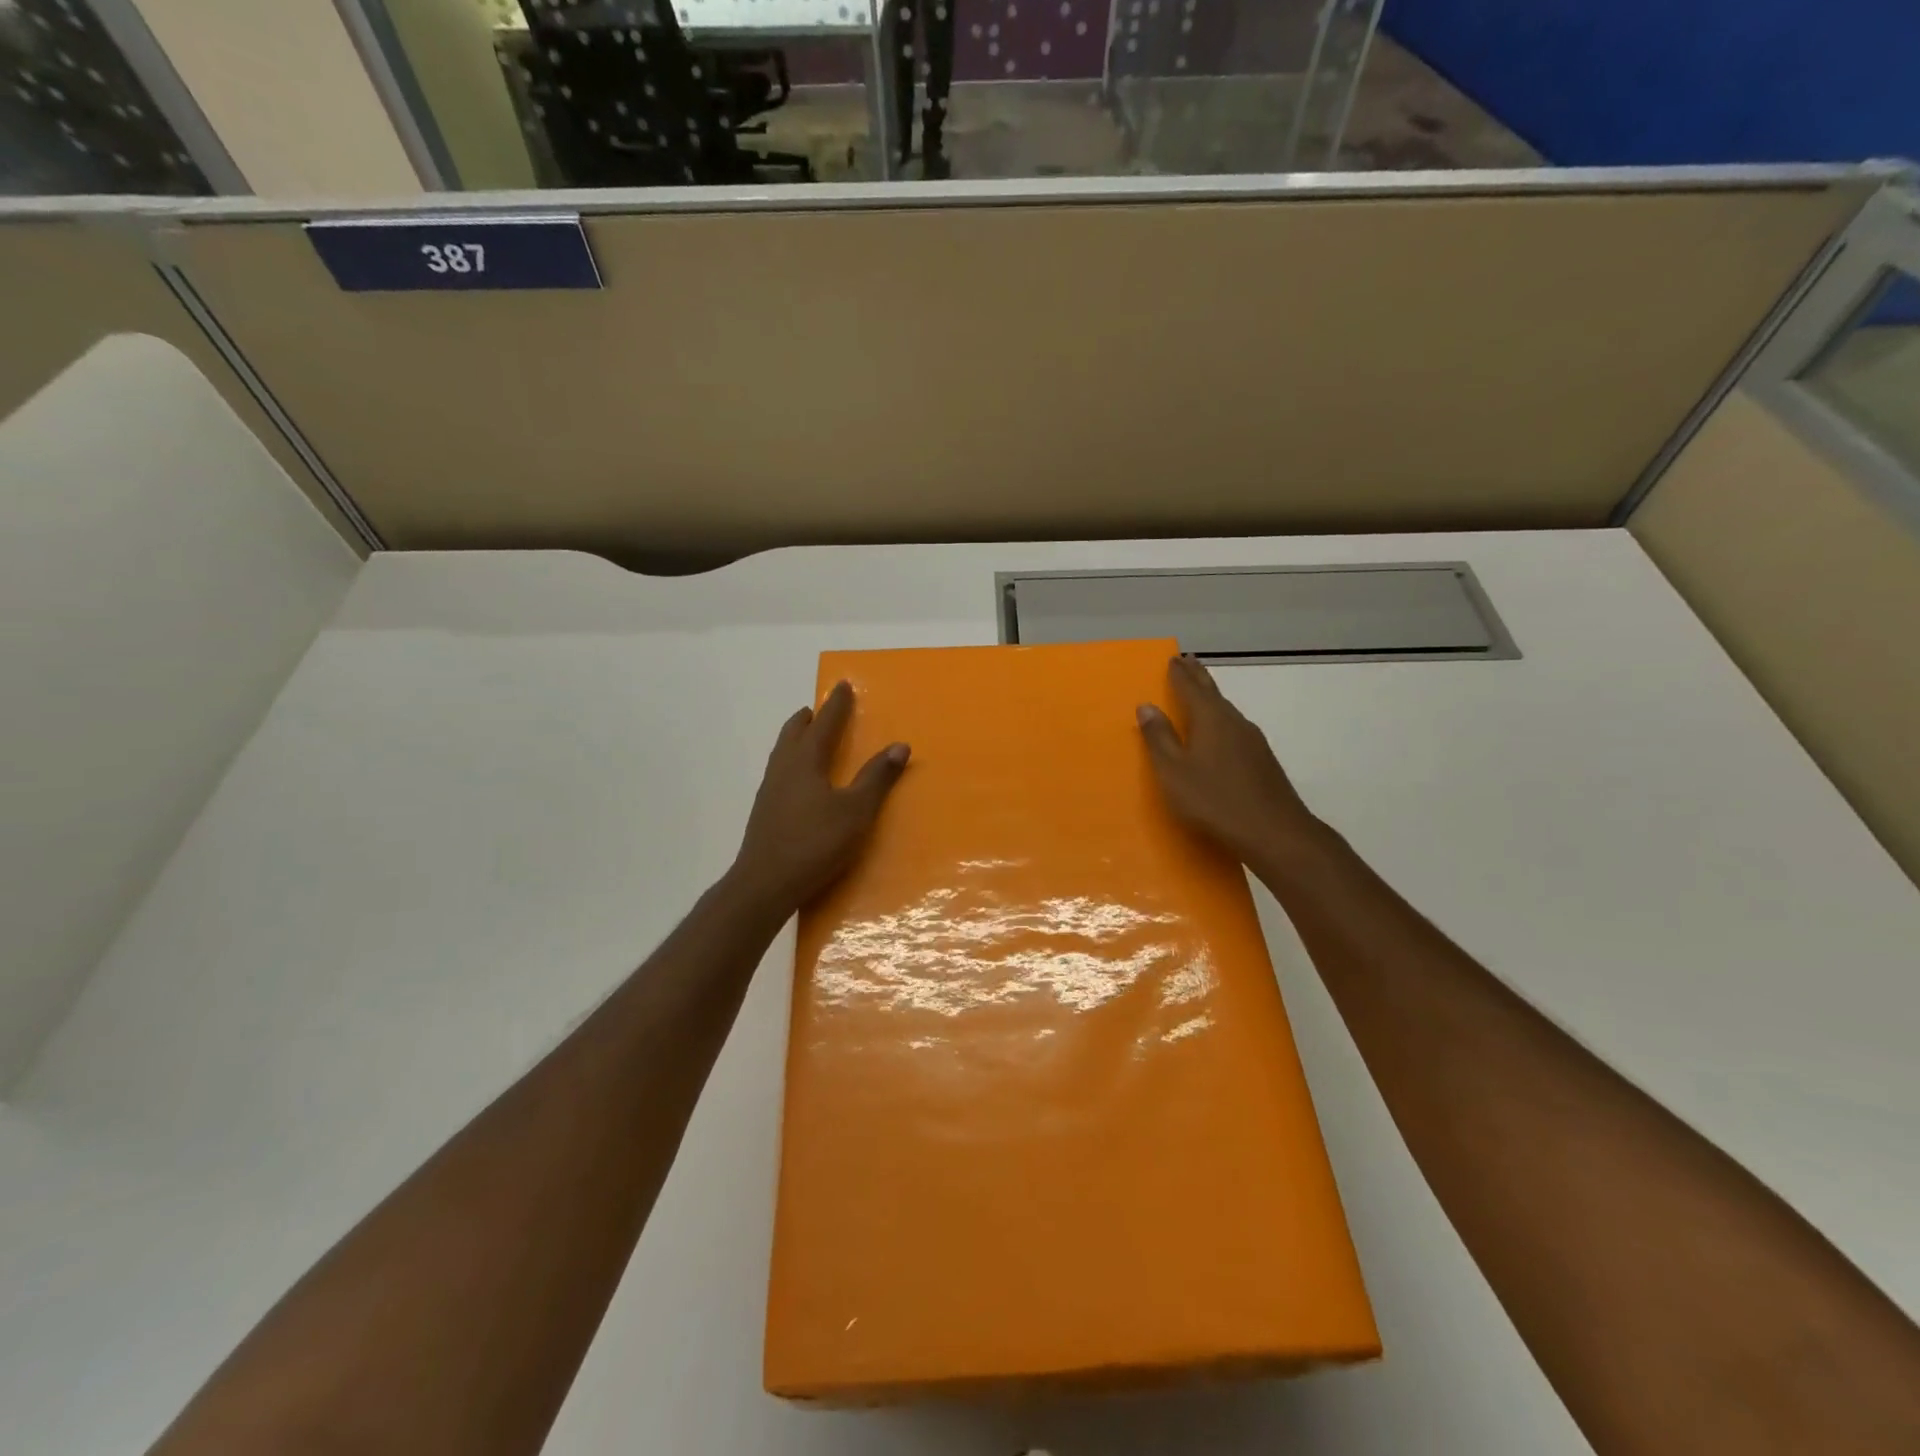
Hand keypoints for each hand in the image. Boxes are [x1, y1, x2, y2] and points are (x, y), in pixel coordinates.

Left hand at [729, 681, 909, 914]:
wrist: (765, 884)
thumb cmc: (815, 843)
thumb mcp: (856, 811)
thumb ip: (877, 778)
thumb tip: (900, 745)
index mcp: (805, 761)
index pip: (824, 723)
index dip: (836, 705)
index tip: (843, 686)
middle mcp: (783, 768)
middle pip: (793, 733)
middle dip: (808, 718)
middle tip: (819, 709)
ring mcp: (770, 790)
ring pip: (782, 752)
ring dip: (796, 738)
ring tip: (808, 738)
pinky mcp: (764, 812)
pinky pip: (779, 772)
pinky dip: (791, 761)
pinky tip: (798, 780)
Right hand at [1137, 655, 1324, 869]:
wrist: (1274, 831)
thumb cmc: (1214, 800)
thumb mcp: (1174, 771)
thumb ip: (1159, 738)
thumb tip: (1146, 706)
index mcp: (1210, 719)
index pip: (1190, 687)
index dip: (1179, 673)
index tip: (1172, 658)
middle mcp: (1234, 722)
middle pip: (1213, 692)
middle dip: (1198, 677)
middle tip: (1187, 661)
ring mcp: (1253, 740)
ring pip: (1226, 710)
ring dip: (1211, 698)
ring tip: (1200, 694)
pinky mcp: (1262, 760)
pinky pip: (1235, 728)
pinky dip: (1221, 720)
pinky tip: (1221, 732)